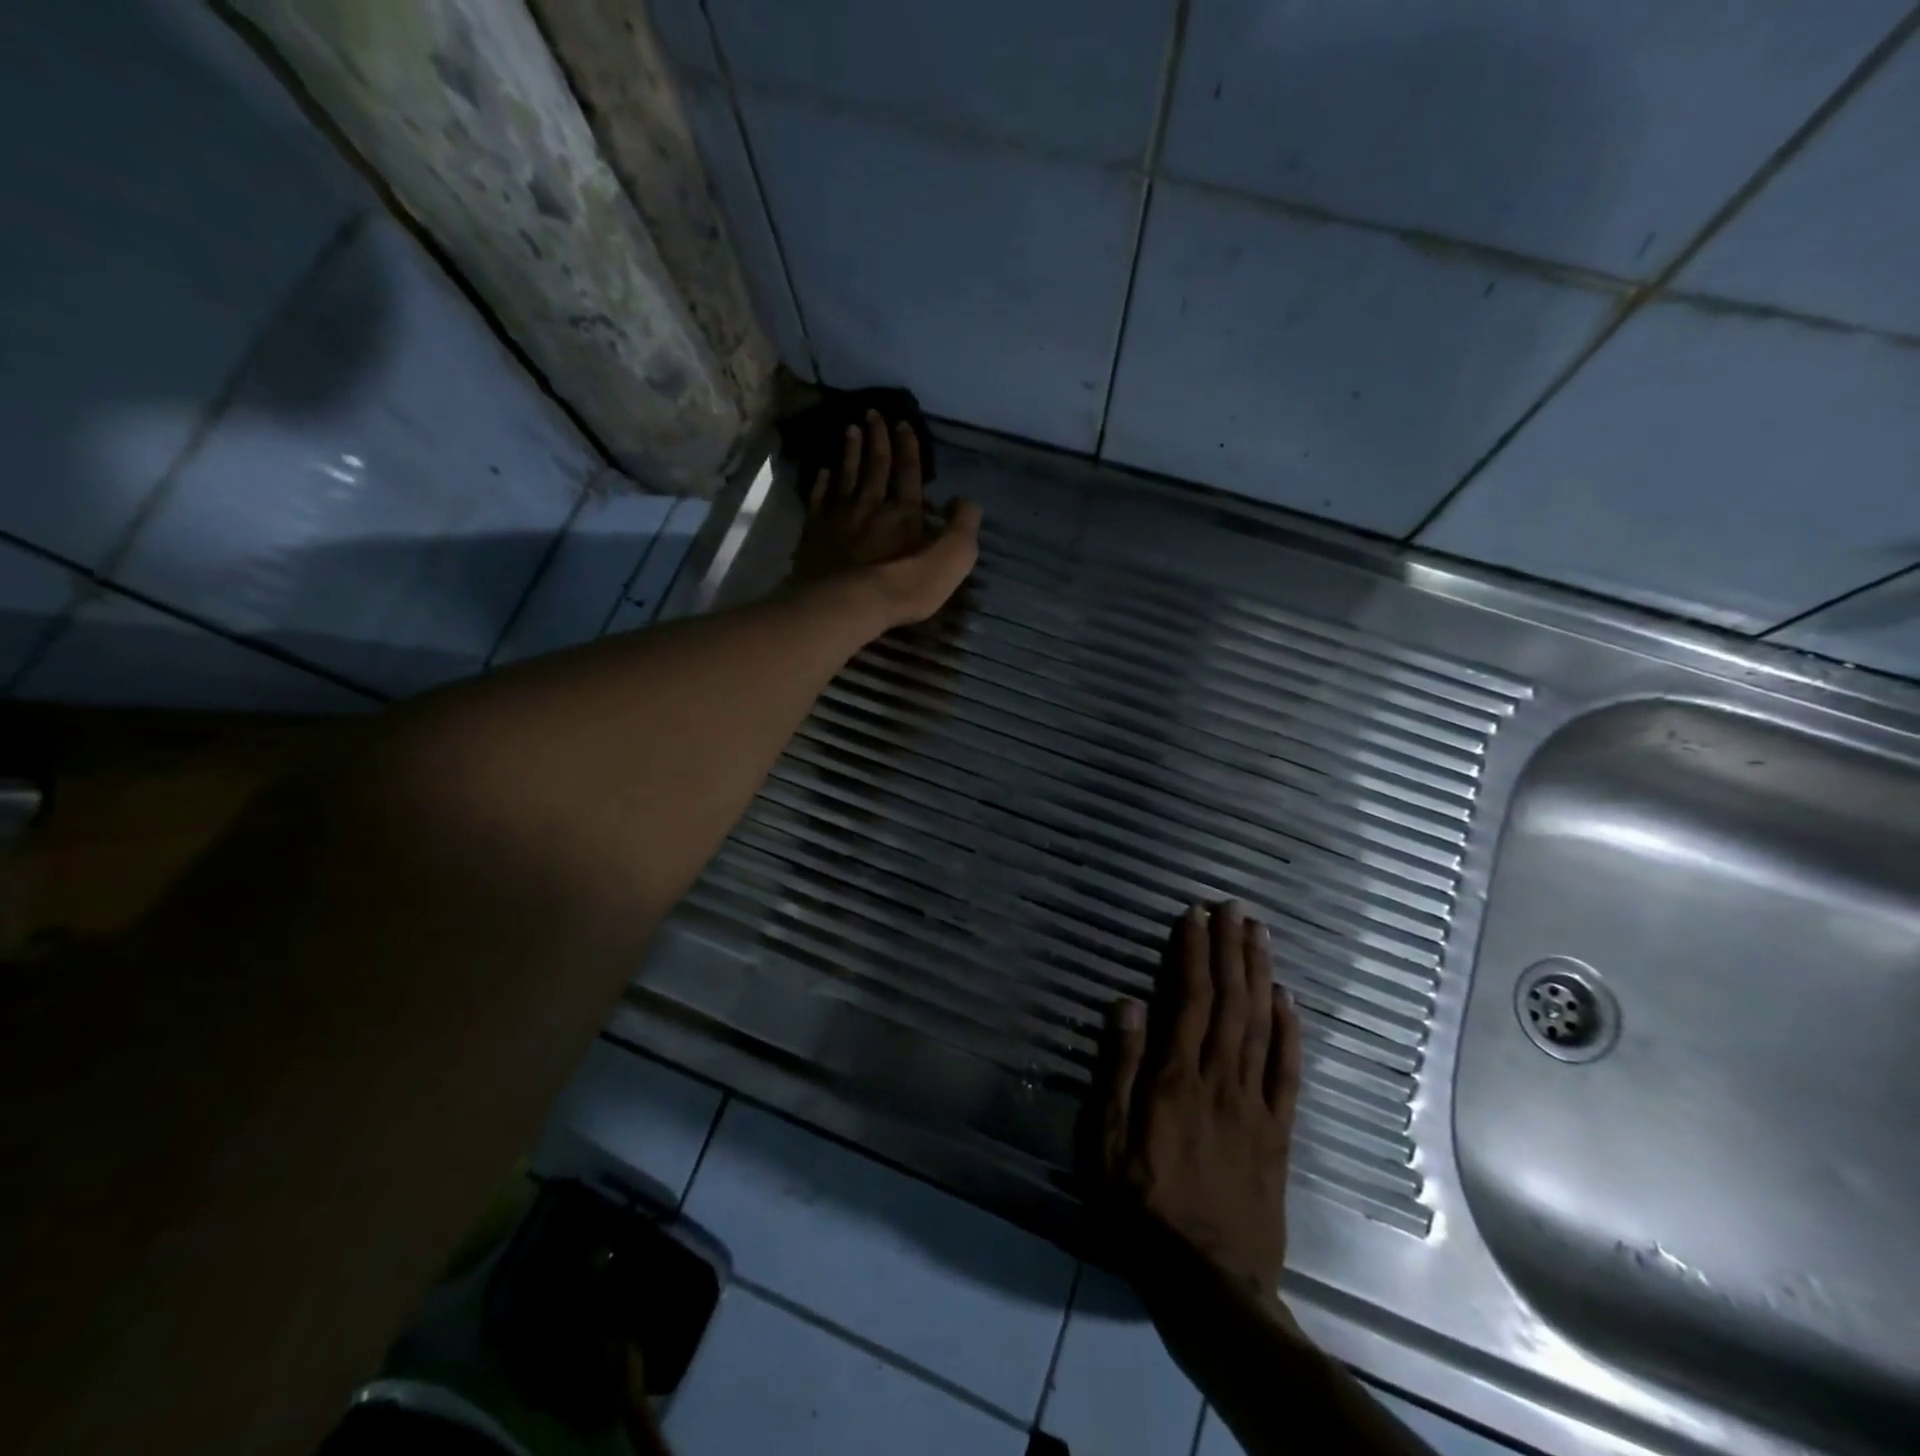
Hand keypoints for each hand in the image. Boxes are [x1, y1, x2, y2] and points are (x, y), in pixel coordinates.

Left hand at [789, 409, 981, 630]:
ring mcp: (839, 518)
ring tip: (850, 430)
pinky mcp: (815, 534)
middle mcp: (871, 505)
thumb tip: (966, 502)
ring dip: (849, 452)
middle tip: (872, 413)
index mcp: (905, 511)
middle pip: (874, 466)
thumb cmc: (905, 585)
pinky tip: (823, 472)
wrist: (848, 604)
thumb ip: (963, 528)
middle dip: (876, 438)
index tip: (902, 423)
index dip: (907, 447)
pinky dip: (822, 483)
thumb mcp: (952, 559)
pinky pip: (819, 500)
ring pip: (845, 476)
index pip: (908, 471)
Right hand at [1085, 903, 1302, 1296]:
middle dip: (1229, 949)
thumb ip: (1118, 1070)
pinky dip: (1290, 1031)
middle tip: (1234, 907)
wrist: (1209, 1282)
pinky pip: (1288, 1072)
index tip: (1194, 915)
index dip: (1192, 953)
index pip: (1186, 999)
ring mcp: (1254, 1104)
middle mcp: (1218, 1079)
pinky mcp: (1278, 1132)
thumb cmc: (1142, 1208)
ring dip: (1259, 974)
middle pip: (1228, 1001)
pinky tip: (1289, 999)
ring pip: (1260, 1025)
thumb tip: (1127, 1004)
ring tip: (1258, 934)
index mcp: (1174, 1079)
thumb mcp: (1107, 1142)